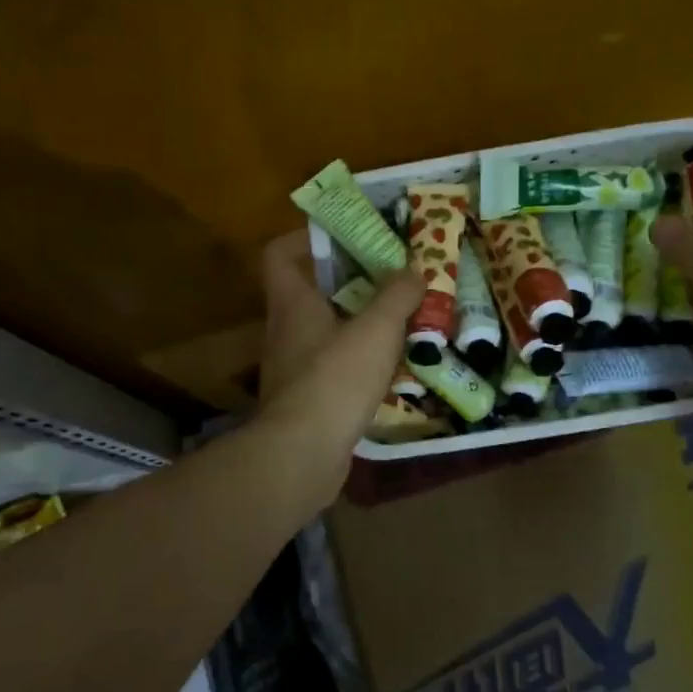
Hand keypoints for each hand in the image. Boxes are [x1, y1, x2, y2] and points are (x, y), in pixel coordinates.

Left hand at [254, 232, 422, 494]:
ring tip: (401, 322)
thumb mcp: (376, 330)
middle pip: (311, 292)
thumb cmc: (335, 379)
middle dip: (350, 283)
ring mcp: (293, 368)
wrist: (302, 455)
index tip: (344, 236)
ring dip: (359, 325)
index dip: (305, 238)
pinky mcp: (305, 400)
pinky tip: (392, 370)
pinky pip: (334, 369)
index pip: (279, 254)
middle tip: (391, 279)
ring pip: (326, 333)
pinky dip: (359, 364)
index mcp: (293, 303)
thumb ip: (397, 296)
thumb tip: (413, 270)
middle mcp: (285, 330)